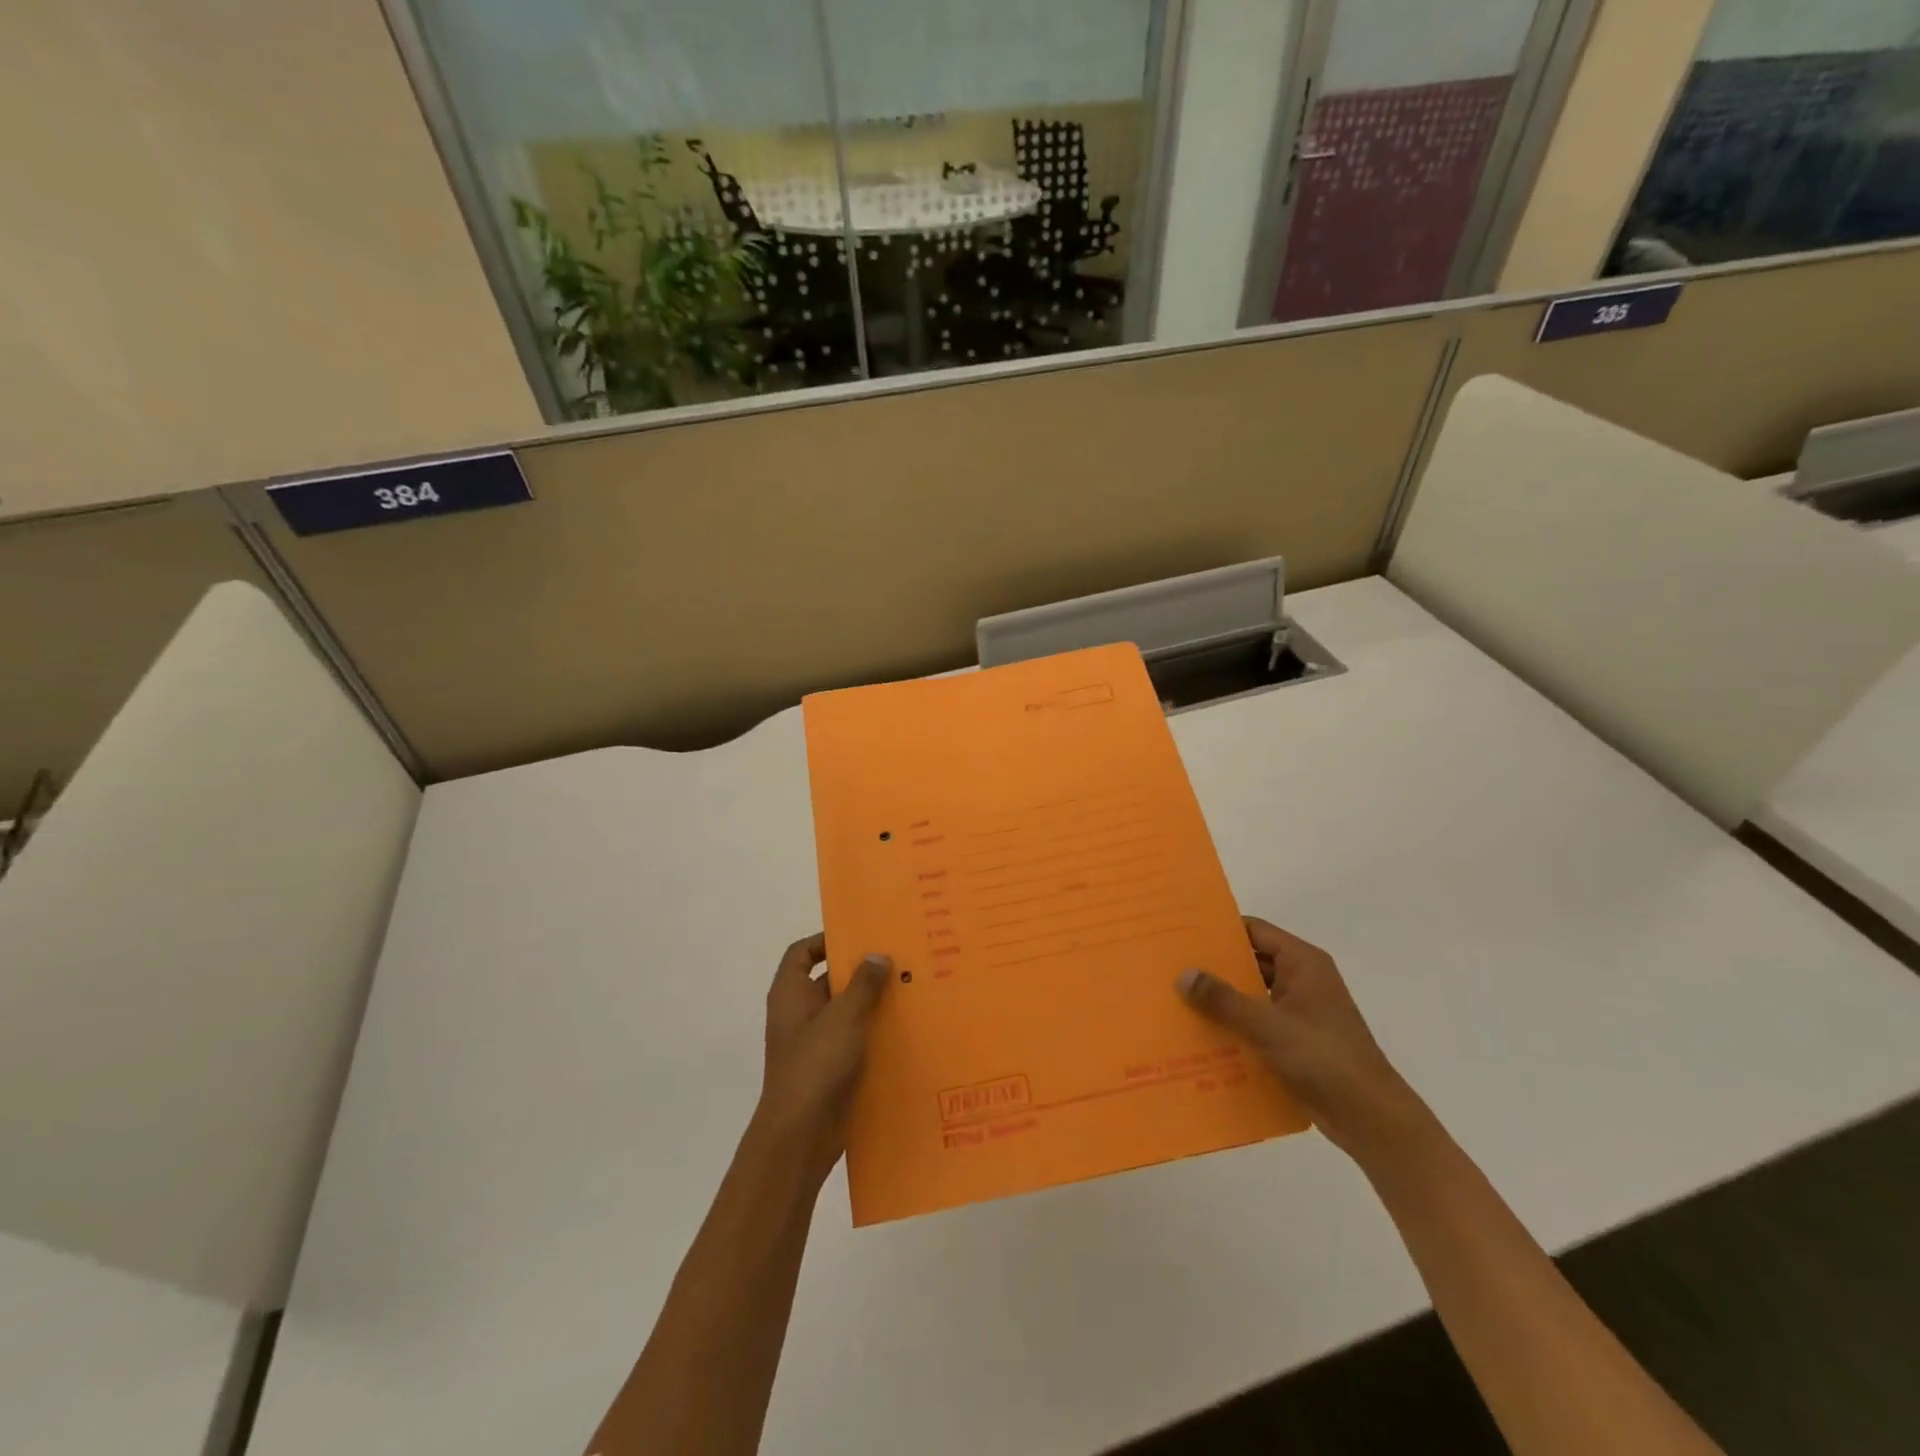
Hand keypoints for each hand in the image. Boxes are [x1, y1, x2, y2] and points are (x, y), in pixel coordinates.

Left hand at [755, 934, 890, 1181]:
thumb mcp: (843, 1017)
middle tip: (899, 958)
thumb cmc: (815, 1065)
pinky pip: (853, 1039)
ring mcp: (813, 1042)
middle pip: (827, 980)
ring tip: (910, 989)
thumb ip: (862, 984)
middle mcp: (799, 1014)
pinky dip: (873, 1032)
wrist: (800, 1136)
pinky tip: (905, 1029)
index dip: (826, 939)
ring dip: (872, 1002)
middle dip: (860, 971)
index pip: (802, 952)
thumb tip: (877, 955)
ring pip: (845, 1011)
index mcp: (790, 994)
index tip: (861, 935)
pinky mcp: (829, 1068)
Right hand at [1176, 917, 1424, 1161]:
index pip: (1254, 931)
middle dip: (1213, 968)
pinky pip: (1257, 1024)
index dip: (1220, 930)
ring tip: (1177, 1000)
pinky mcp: (1296, 1042)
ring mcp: (1299, 1012)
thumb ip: (1224, 999)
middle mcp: (1301, 980)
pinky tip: (1200, 1035)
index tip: (1182, 933)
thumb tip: (1183, 975)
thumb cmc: (1324, 1057)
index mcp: (1302, 963)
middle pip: (1250, 963)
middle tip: (1170, 967)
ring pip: (1251, 996)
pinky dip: (1233, 1027)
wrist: (1371, 1118)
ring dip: (1221, 1000)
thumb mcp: (1268, 1025)